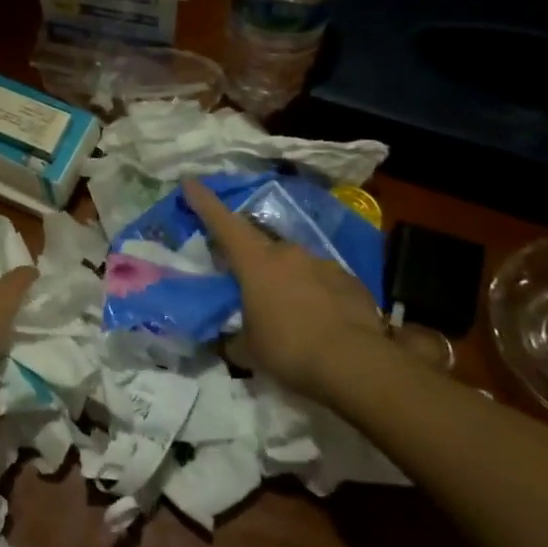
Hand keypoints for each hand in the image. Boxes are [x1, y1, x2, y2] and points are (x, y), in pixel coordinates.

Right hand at [183, 177, 386, 399]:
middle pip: (261, 244)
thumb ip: (234, 338)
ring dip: (287, 278)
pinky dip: (316, 293)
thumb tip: (227, 341)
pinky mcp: (351, 282)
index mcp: (255, 262)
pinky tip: (320, 319)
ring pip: (295, 263)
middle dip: (252, 257)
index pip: (223, 223)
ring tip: (288, 308)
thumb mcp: (249, 350)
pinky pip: (324, 281)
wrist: (357, 364)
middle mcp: (288, 253)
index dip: (204, 202)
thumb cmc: (289, 349)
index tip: (190, 182)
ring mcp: (322, 264)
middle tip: (248, 279)